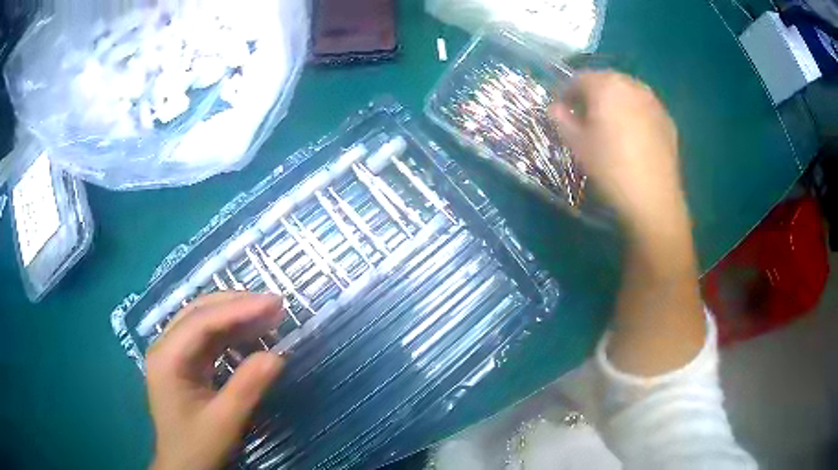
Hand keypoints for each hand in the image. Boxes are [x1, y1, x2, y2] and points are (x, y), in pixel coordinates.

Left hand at [146, 292, 285, 469]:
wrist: (183, 468)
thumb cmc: (198, 447)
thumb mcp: (225, 422)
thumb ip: (248, 387)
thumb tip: (278, 355)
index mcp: (167, 358)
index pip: (202, 321)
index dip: (238, 309)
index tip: (274, 303)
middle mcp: (166, 347)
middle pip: (200, 312)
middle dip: (237, 305)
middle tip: (274, 304)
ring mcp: (174, 354)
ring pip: (204, 322)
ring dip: (236, 316)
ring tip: (269, 315)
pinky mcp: (184, 364)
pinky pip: (208, 339)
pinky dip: (232, 334)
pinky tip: (252, 335)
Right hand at [549, 72, 688, 237]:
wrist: (653, 198)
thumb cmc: (610, 167)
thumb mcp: (578, 144)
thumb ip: (562, 119)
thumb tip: (555, 108)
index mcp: (606, 85)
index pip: (578, 79)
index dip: (566, 94)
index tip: (562, 112)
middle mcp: (632, 85)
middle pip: (605, 81)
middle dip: (592, 95)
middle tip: (586, 118)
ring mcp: (654, 101)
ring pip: (627, 93)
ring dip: (615, 103)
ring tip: (611, 126)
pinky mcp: (668, 120)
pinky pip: (645, 108)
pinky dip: (635, 114)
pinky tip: (633, 137)